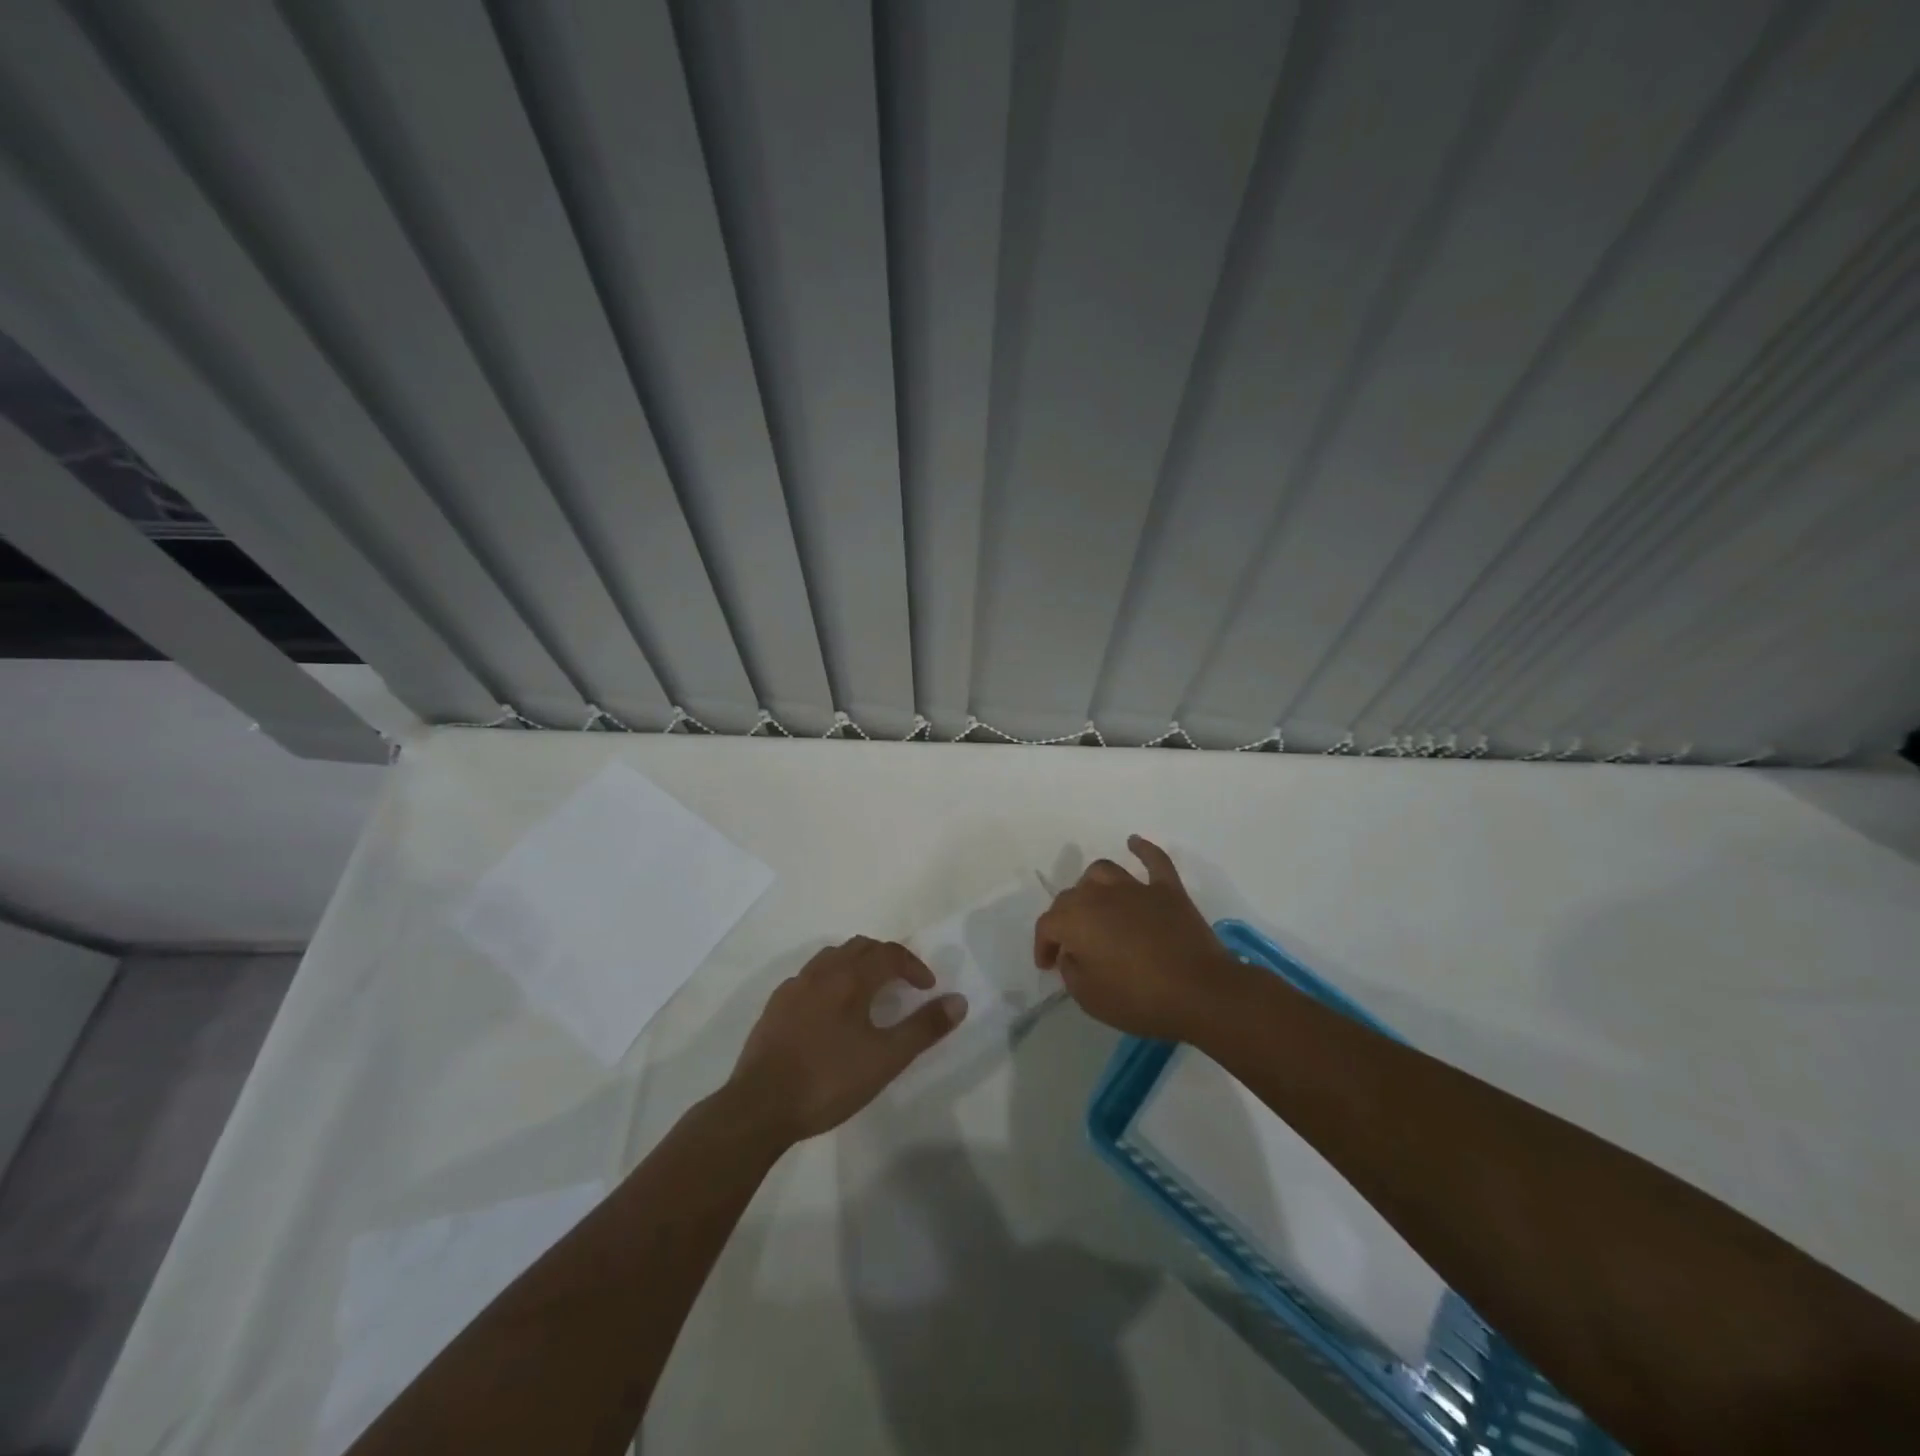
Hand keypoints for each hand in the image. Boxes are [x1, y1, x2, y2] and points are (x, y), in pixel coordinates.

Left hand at [727, 937, 965, 1143]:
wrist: (759, 1106)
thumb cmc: (829, 1080)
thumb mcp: (886, 1059)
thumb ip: (924, 1028)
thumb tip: (958, 1001)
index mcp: (850, 978)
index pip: (889, 954)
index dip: (914, 966)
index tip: (927, 988)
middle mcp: (821, 972)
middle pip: (860, 947)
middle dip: (886, 959)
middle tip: (902, 984)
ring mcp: (793, 987)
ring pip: (832, 958)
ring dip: (856, 965)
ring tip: (868, 992)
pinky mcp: (774, 1007)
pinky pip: (809, 978)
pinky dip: (830, 981)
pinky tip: (830, 1011)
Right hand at [1034, 835, 1242, 1041]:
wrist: (1199, 992)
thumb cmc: (1138, 999)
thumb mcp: (1089, 998)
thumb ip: (1071, 971)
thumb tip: (1073, 953)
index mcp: (1076, 920)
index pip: (1047, 925)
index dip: (1043, 945)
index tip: (1049, 965)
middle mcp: (1100, 895)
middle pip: (1071, 896)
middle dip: (1064, 919)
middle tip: (1072, 945)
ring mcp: (1136, 888)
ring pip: (1103, 872)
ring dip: (1092, 885)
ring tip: (1095, 903)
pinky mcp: (1168, 890)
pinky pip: (1154, 860)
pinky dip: (1142, 849)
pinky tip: (1134, 843)